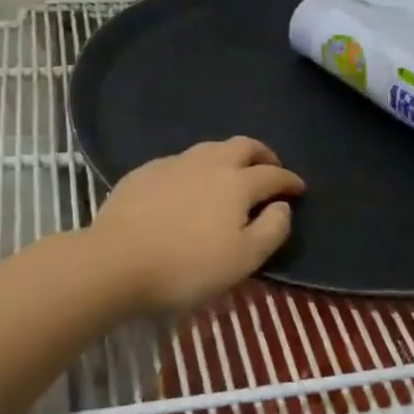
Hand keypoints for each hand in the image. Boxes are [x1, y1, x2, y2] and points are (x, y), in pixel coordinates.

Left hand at [89, 138, 305, 313]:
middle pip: (243, 146)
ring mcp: (173, 163)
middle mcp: (208, 163)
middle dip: (262, 154)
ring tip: (232, 173)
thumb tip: (283, 206)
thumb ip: (271, 230)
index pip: (272, 175)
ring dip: (229, 156)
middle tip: (270, 168)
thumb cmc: (186, 267)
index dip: (290, 180)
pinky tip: (189, 184)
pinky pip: (181, 161)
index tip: (299, 188)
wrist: (115, 261)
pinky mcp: (145, 172)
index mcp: (236, 183)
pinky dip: (197, 167)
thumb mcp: (242, 260)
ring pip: (210, 148)